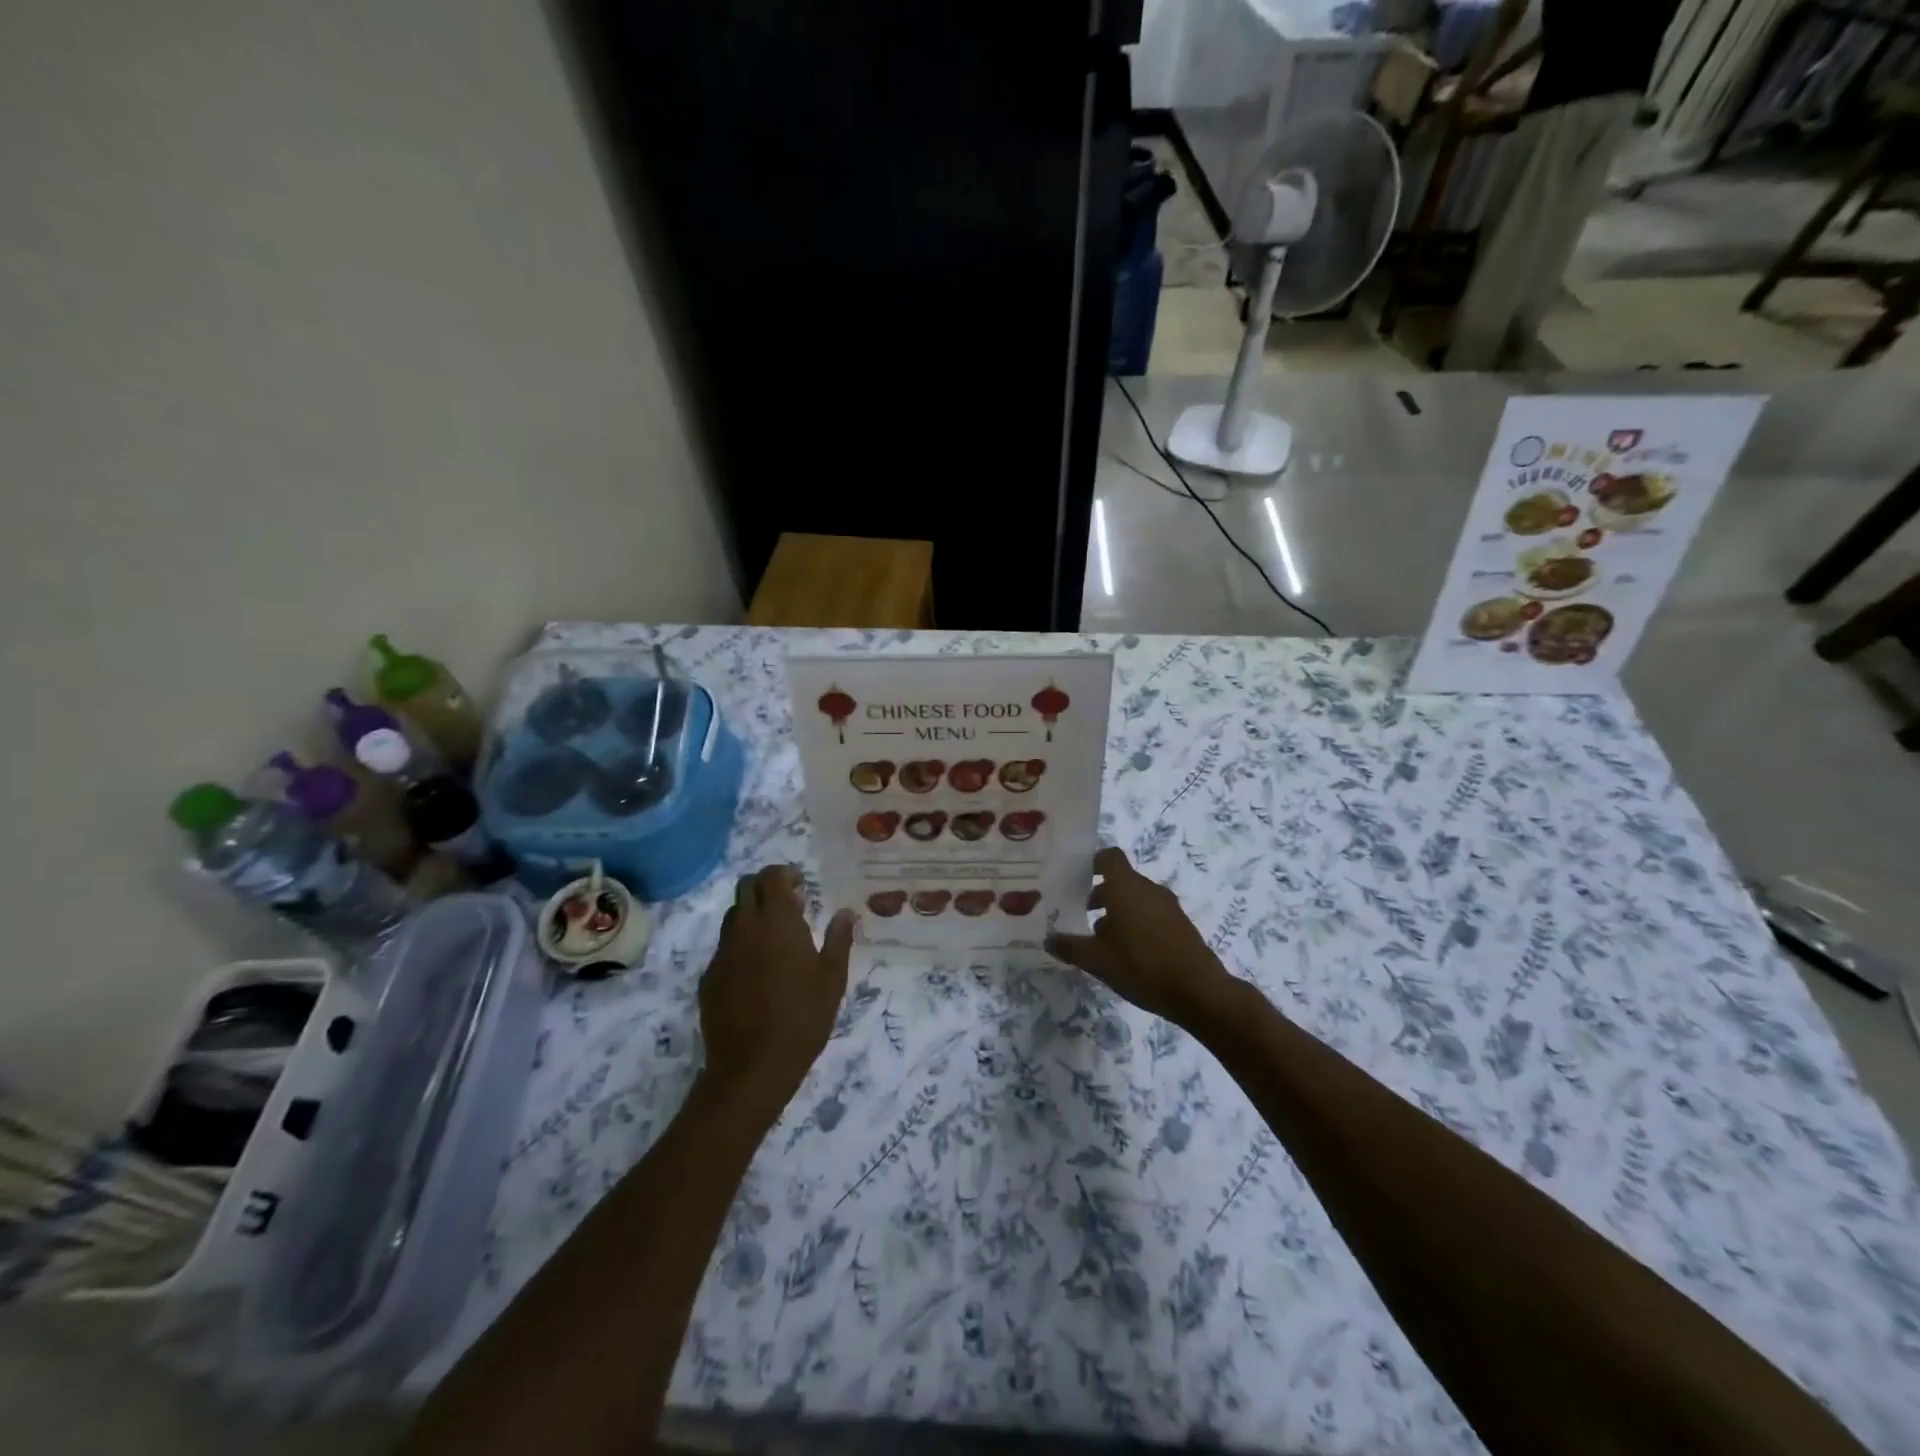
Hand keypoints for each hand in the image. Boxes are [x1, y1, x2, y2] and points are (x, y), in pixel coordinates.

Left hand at [698, 865, 853, 1111]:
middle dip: (766, 887)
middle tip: (789, 904)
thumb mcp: (832, 979)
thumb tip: (844, 913)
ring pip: (733, 916)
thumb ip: (838, 940)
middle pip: (746, 888)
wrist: (752, 1067)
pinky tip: (757, 972)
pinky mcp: (709, 977)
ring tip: (775, 938)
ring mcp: (722, 953)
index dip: (784, 874)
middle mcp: (745, 929)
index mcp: (777, 923)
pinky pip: (725, 948)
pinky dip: (741, 945)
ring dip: (752, 914)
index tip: (801, 886)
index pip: (770, 877)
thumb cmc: (802, 1018)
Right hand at [1046, 847, 1237, 1028]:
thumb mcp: (1097, 961)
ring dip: (1118, 911)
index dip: (1092, 862)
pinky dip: (1137, 923)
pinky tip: (1127, 953)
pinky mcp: (1181, 925)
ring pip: (1136, 898)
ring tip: (1101, 939)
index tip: (1077, 877)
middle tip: (1081, 913)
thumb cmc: (1141, 966)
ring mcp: (1169, 907)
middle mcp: (1149, 889)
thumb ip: (1070, 947)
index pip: (1110, 857)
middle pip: (1121, 880)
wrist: (1198, 990)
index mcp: (1126, 887)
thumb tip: (1049, 939)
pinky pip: (1152, 914)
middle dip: (1100, 894)